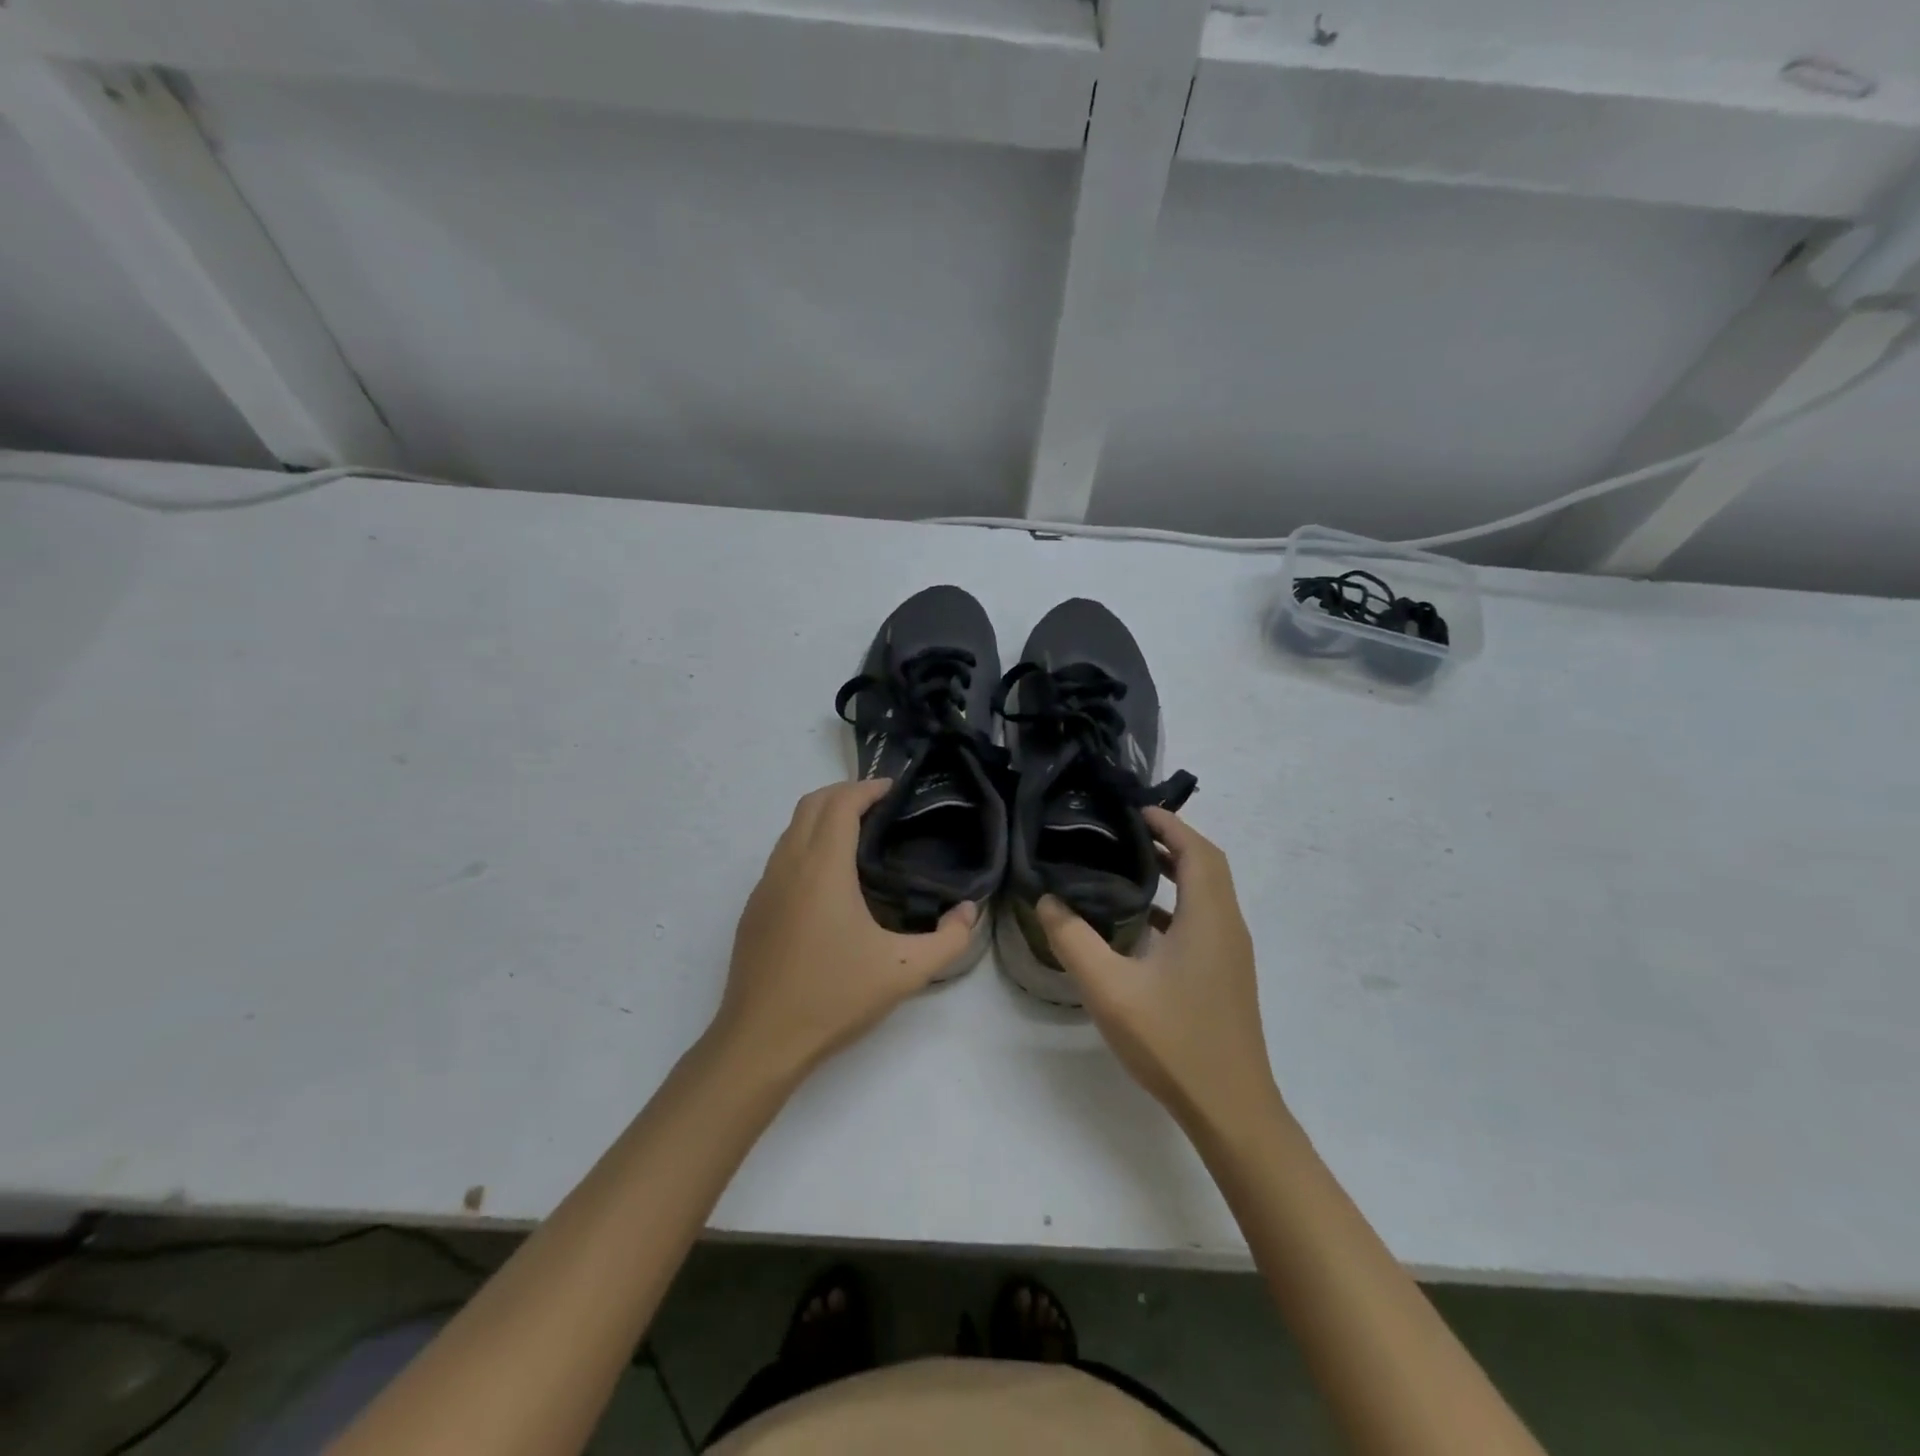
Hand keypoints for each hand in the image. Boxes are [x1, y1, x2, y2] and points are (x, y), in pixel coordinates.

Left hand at [712, 779, 977, 1084]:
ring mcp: (765, 887)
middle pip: (811, 804)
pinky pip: (781, 856)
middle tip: (879, 804)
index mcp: (822, 868)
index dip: (867, 788)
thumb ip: (949, 940)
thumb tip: (970, 911)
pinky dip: (806, 844)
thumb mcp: (904, 972)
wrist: (760, 1041)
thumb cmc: (833, 997)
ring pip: (791, 829)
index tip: (893, 788)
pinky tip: (829, 878)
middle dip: (844, 793)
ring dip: (822, 817)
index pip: (841, 804)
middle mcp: (788, 865)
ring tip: (858, 833)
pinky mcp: (754, 909)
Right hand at [1037, 809, 1277, 1129]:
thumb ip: (1074, 939)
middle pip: (1206, 866)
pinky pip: (1202, 921)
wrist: (1230, 1110)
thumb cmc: (1174, 1042)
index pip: (1197, 850)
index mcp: (1208, 918)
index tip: (1133, 810)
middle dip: (1170, 841)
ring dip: (1174, 873)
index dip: (1169, 823)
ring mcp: (1230, 954)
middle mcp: (1227, 927)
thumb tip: (1048, 899)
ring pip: (1206, 895)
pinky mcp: (1225, 976)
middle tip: (1124, 832)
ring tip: (1127, 865)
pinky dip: (1175, 906)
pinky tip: (1138, 923)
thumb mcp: (1110, 989)